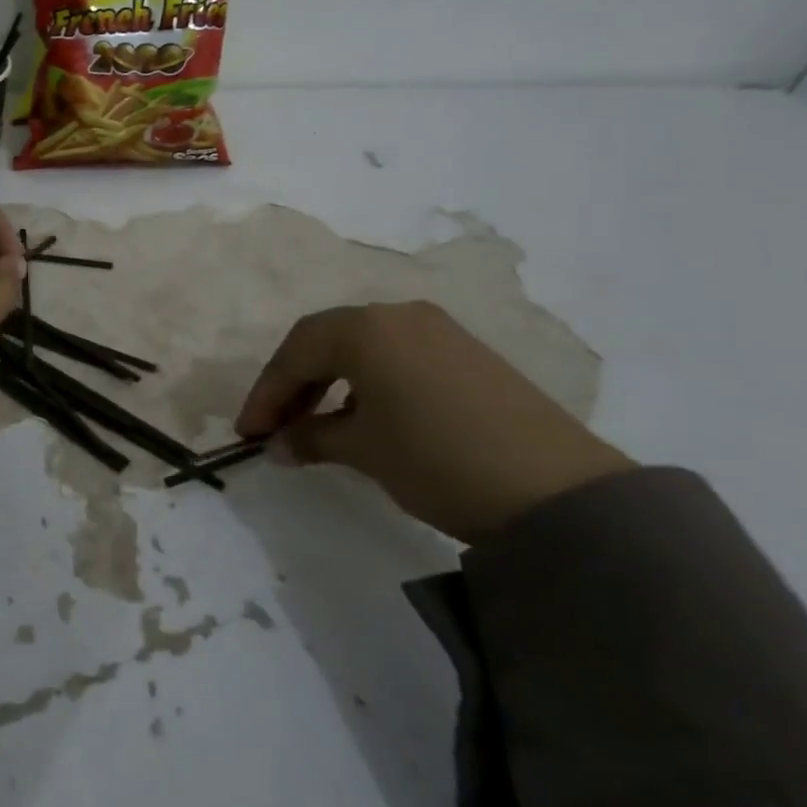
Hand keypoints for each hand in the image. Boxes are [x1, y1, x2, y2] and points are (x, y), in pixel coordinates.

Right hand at [236, 301, 631, 542]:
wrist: (558, 492)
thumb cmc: (437, 459)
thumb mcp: (364, 450)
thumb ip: (310, 438)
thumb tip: (278, 445)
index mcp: (365, 328)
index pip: (295, 352)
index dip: (265, 394)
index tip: (248, 433)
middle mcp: (398, 315)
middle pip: (325, 341)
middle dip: (292, 384)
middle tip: (275, 427)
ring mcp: (437, 330)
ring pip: (361, 347)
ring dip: (328, 382)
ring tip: (315, 425)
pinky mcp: (466, 352)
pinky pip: (395, 356)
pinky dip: (366, 382)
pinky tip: (363, 417)